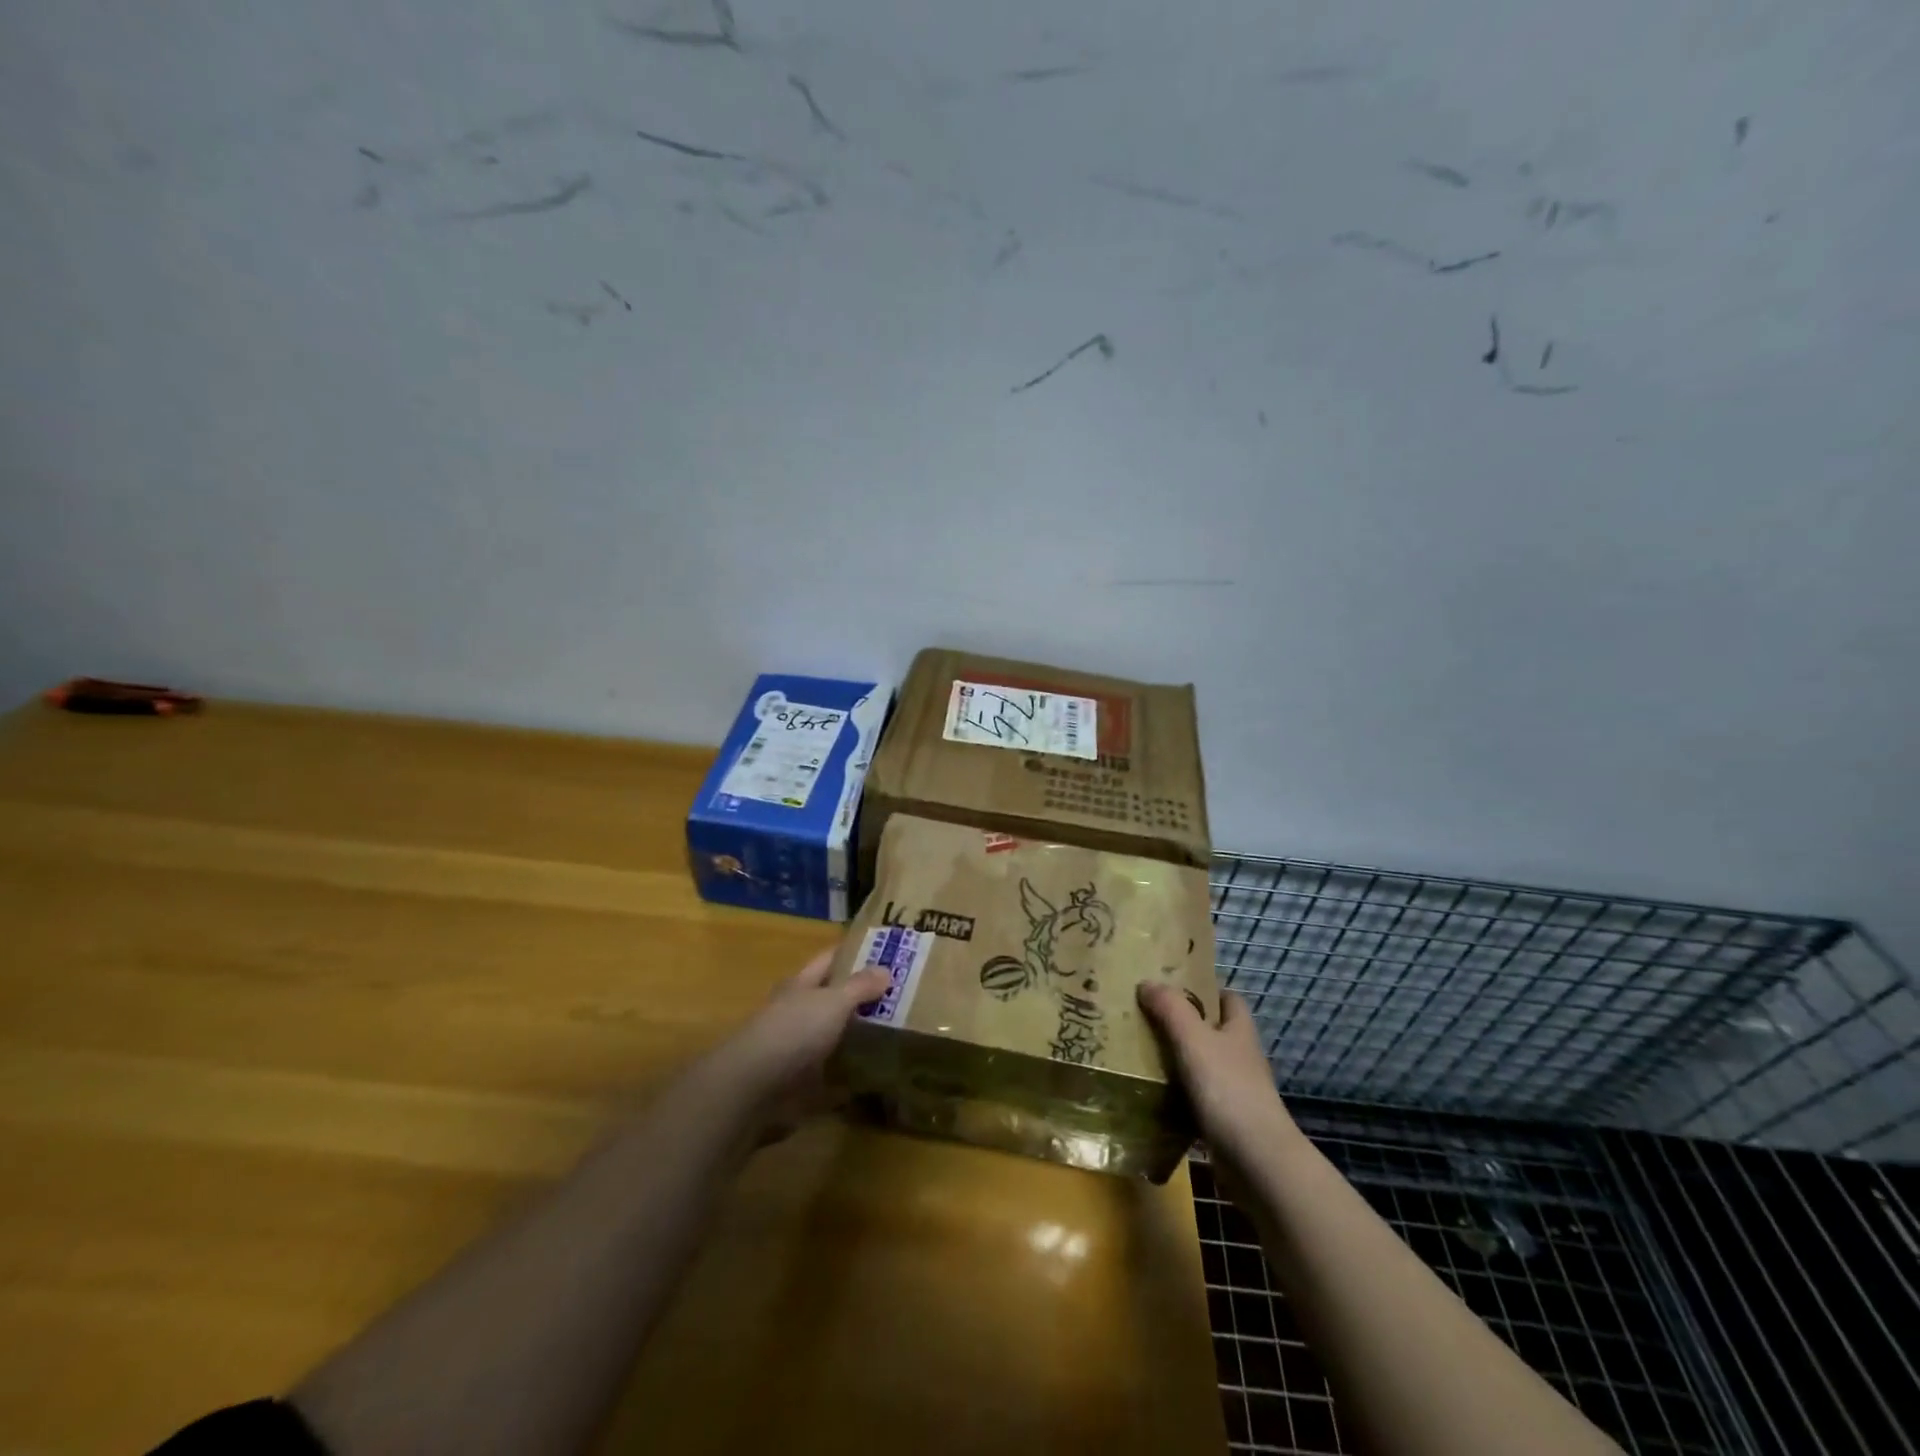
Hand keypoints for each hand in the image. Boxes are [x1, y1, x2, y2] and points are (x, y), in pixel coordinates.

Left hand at [703, 948, 888, 1143]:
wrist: (754, 1089)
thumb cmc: (794, 1031)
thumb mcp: (832, 1001)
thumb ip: (859, 986)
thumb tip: (886, 969)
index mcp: (801, 986)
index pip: (829, 960)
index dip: (854, 952)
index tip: (886, 950)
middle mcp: (797, 1013)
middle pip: (832, 1000)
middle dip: (862, 998)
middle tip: (903, 996)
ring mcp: (797, 1050)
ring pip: (833, 1038)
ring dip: (857, 1038)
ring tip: (898, 1035)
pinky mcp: (800, 1085)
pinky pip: (832, 1080)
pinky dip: (850, 1081)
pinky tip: (876, 1080)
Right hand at [1138, 983, 1300, 1168]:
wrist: (1257, 1161)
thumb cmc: (1228, 1089)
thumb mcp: (1194, 1039)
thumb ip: (1171, 1008)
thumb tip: (1147, 982)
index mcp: (1239, 1031)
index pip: (1228, 998)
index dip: (1205, 990)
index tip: (1172, 987)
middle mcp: (1241, 1057)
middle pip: (1212, 1031)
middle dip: (1183, 1024)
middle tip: (1146, 1017)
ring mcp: (1236, 1091)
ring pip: (1202, 1066)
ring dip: (1177, 1060)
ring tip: (1140, 1052)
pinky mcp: (1226, 1122)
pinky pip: (1197, 1099)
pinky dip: (1177, 1096)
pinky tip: (1153, 1094)